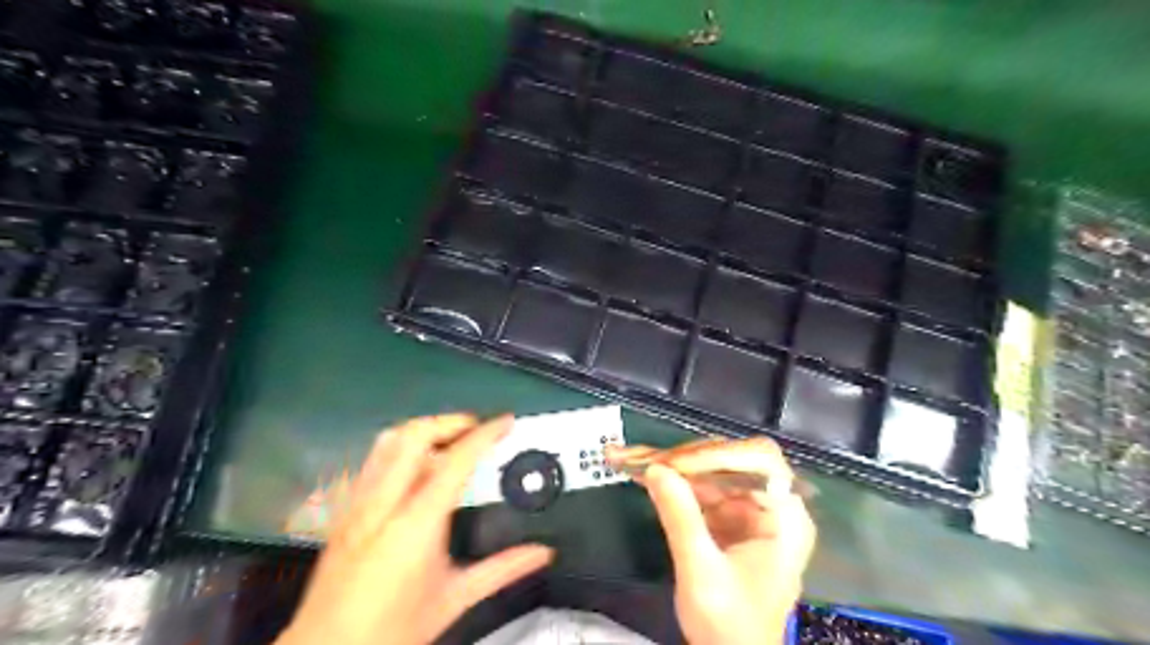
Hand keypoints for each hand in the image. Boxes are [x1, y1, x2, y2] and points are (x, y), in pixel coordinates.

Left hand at [275, 412, 550, 643]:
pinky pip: (373, 461)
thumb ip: (502, 569)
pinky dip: (400, 449)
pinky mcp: (344, 511)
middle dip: (450, 422)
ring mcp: (359, 503)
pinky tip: (415, 468)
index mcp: (416, 523)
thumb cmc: (393, 630)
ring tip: (448, 441)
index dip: (484, 434)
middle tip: (476, 430)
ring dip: (423, 431)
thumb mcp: (453, 599)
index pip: (456, 460)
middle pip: (415, 435)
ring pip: (388, 441)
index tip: (505, 422)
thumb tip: (542, 553)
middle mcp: (384, 503)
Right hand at [609, 437, 815, 644]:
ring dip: (667, 465)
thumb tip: (655, 468)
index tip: (676, 465)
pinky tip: (638, 470)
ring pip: (707, 471)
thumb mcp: (702, 574)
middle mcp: (769, 505)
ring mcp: (746, 509)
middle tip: (639, 457)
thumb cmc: (730, 627)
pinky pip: (697, 488)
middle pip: (728, 461)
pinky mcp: (725, 517)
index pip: (760, 462)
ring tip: (626, 457)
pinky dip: (668, 481)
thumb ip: (681, 518)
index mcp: (784, 518)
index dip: (718, 455)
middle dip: (682, 458)